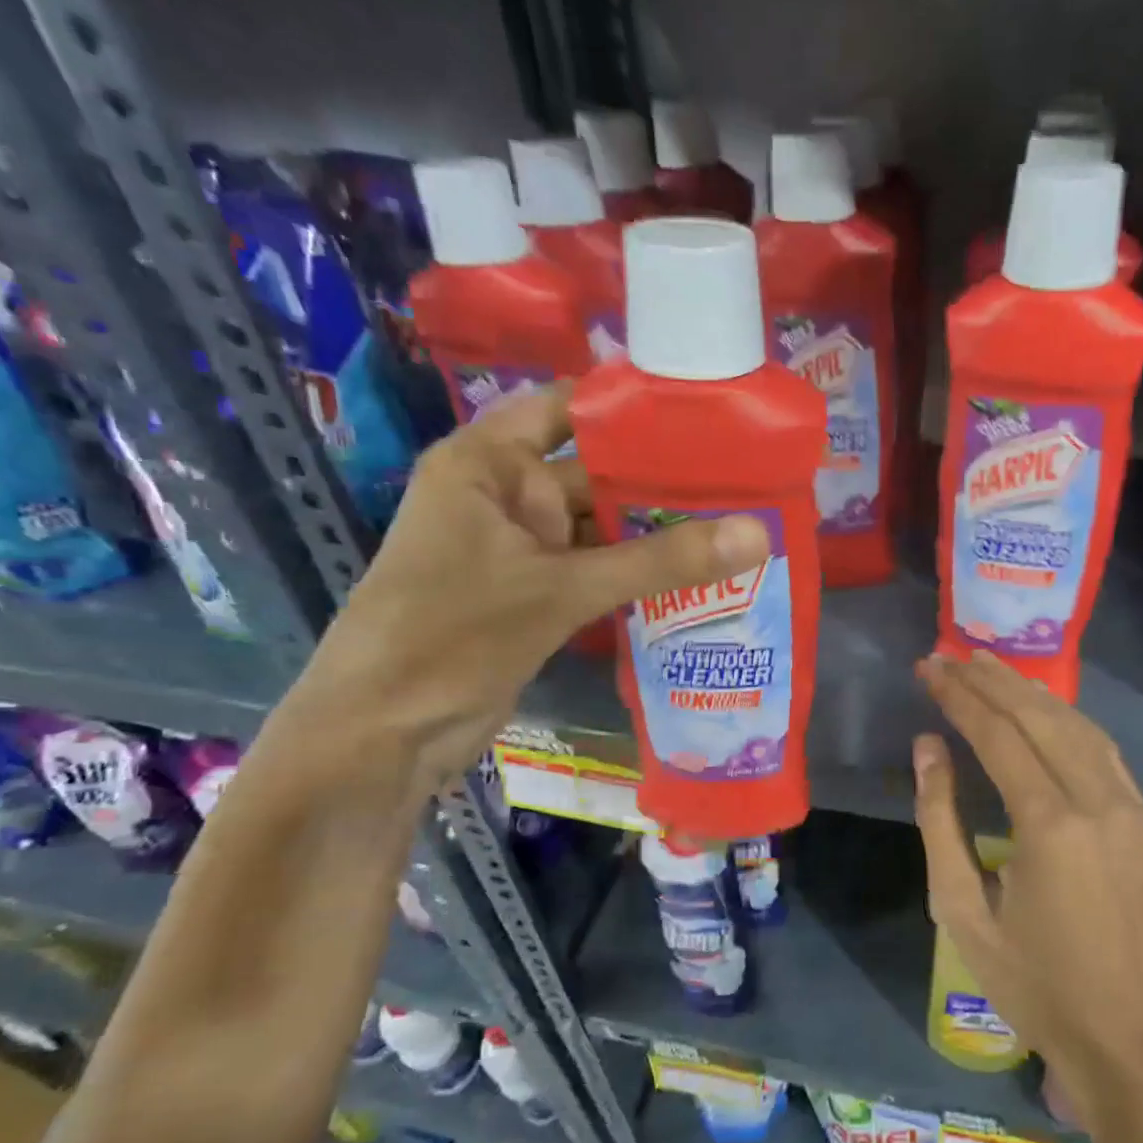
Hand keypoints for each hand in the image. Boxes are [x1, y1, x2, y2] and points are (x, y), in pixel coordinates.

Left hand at [293, 383, 768, 791]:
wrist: (383, 735)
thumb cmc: (453, 635)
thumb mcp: (563, 589)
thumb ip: (661, 562)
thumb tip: (759, 534)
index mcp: (488, 463)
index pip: (569, 409)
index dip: (633, 407)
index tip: (708, 411)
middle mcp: (507, 496)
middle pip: (597, 474)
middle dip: (663, 481)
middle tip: (747, 479)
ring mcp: (522, 550)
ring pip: (603, 529)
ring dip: (659, 534)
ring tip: (740, 523)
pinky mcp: (536, 596)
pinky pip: (599, 572)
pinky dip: (641, 574)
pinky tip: (701, 575)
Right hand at [913, 653, 1142, 1142]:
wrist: (1130, 1036)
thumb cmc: (1033, 982)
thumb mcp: (962, 910)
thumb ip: (940, 820)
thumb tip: (927, 748)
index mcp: (1050, 826)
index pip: (999, 735)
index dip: (961, 696)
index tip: (929, 668)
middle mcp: (1098, 802)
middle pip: (1040, 717)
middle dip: (991, 681)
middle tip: (950, 656)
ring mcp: (1131, 808)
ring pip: (1077, 725)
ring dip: (1030, 691)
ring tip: (989, 667)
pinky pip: (1103, 750)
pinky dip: (1066, 719)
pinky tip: (1042, 708)